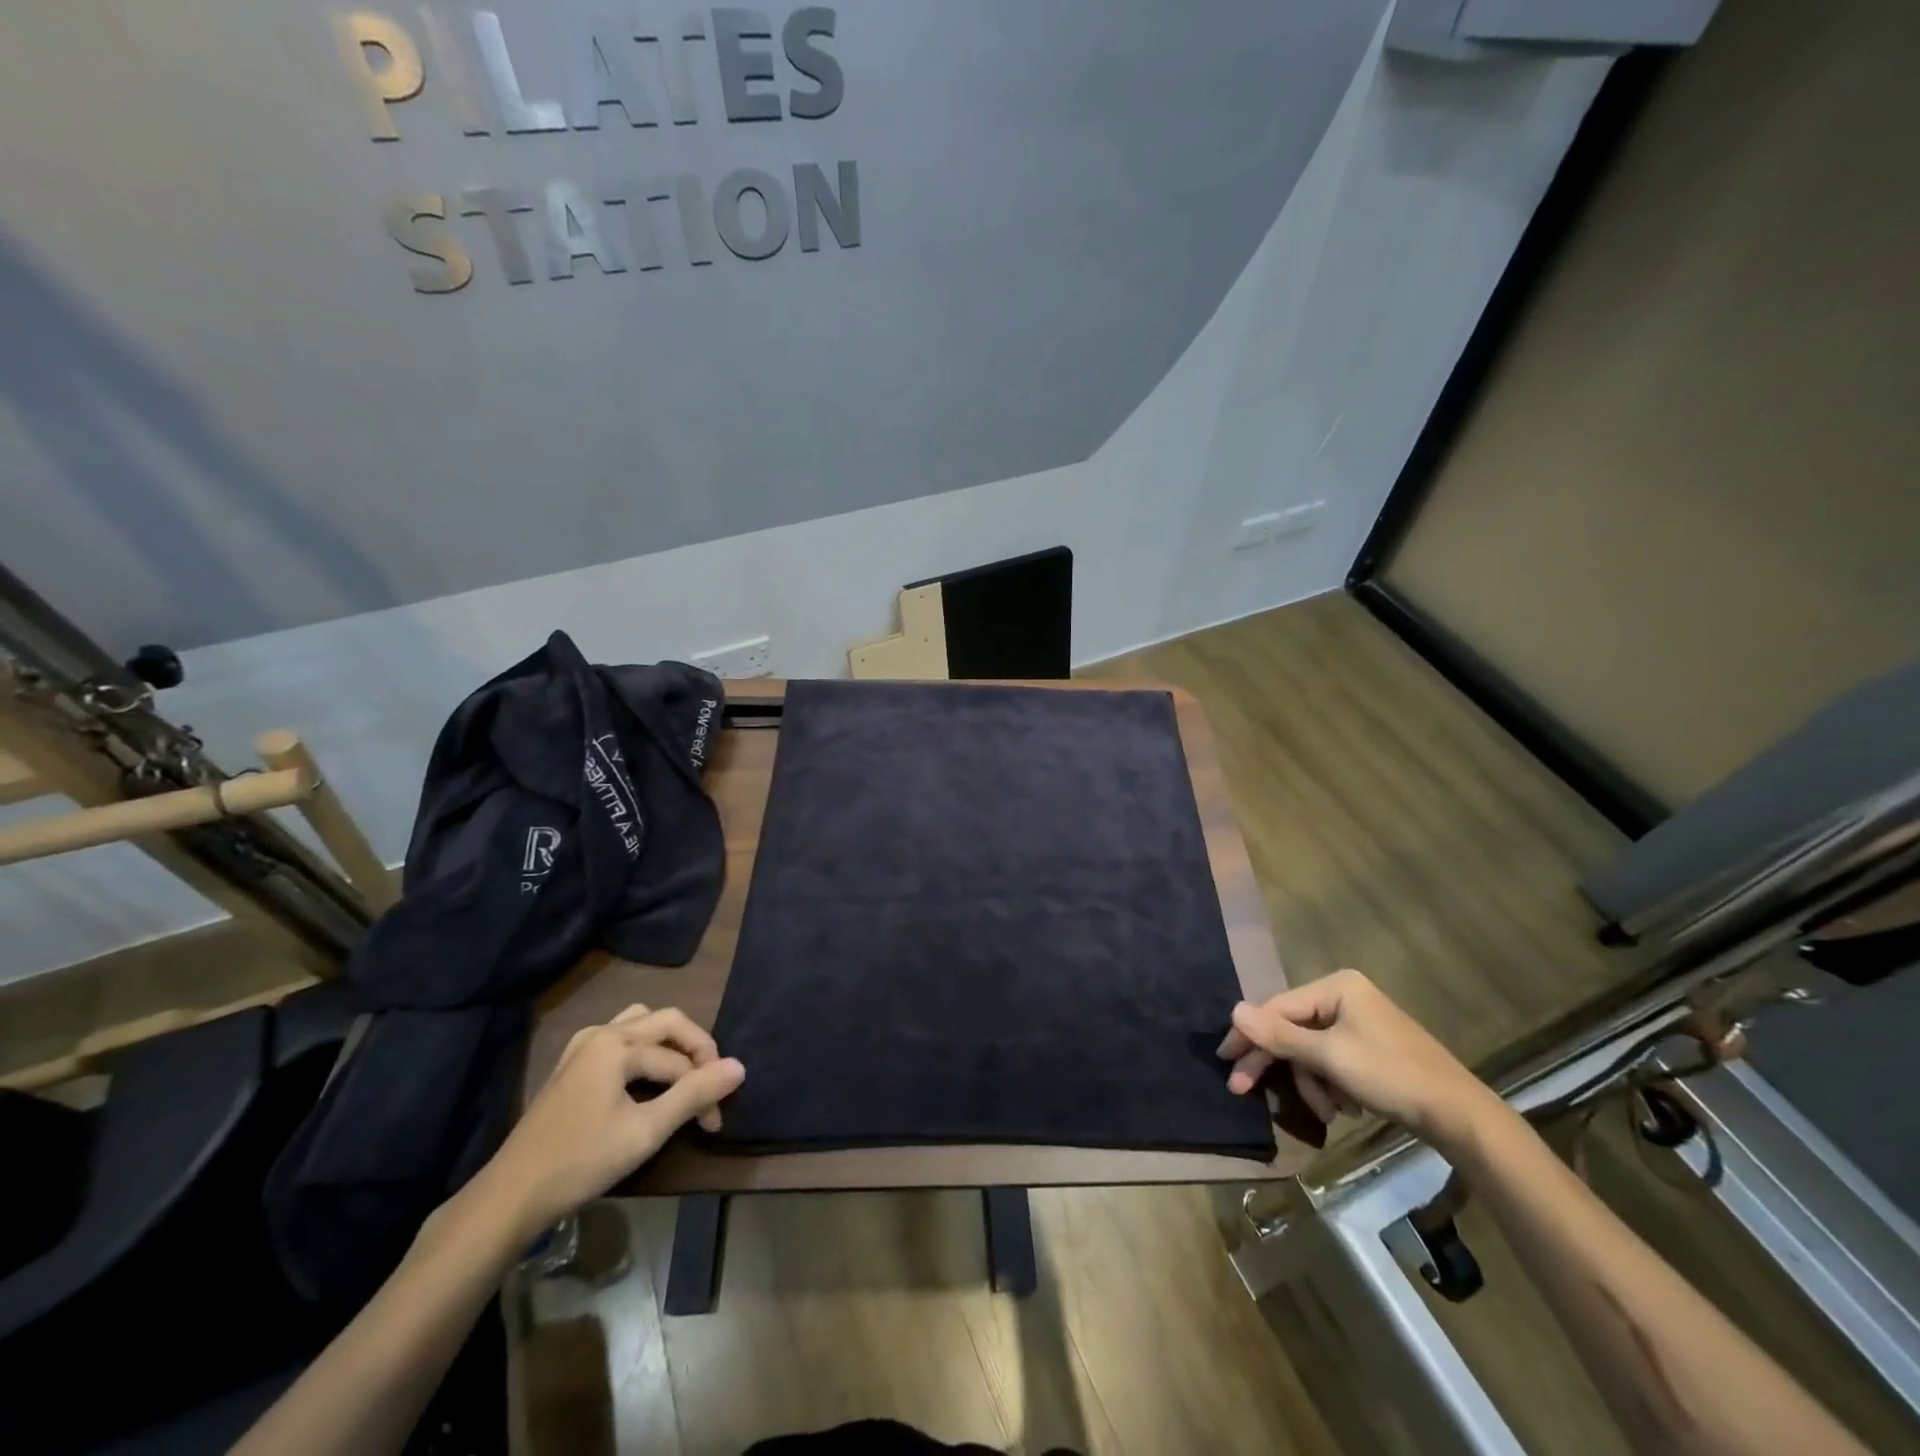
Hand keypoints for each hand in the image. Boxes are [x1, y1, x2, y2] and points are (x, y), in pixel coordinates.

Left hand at [478, 1005, 744, 1238]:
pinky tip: (645, 1081)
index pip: (679, 1056)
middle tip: (709, 1089)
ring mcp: (582, 1047)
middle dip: (694, 1054)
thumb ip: (694, 1095)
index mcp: (618, 1043)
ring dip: (670, 1046)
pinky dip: (644, 1052)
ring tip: (683, 1078)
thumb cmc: (581, 1161)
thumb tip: (739, 1066)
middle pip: (666, 1023)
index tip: (715, 1122)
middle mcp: (602, 1032)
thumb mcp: (646, 1131)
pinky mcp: (572, 1066)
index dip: (705, 1085)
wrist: (510, 1197)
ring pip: (642, 1025)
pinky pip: (621, 1039)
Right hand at [1217, 969, 1500, 1152]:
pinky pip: (1331, 1061)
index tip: (1226, 1061)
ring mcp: (1359, 1022)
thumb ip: (1279, 1035)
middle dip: (1277, 1064)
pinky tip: (1343, 1107)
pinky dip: (1330, 1085)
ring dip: (1311, 1082)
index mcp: (1336, 987)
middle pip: (1292, 1029)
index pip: (1277, 1007)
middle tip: (1244, 1089)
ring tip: (1327, 1112)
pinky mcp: (1370, 1048)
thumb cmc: (1391, 1076)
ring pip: (1310, 1050)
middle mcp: (1345, 996)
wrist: (1460, 1116)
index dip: (1249, 1035)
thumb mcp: (1330, 1057)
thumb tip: (1233, 1010)